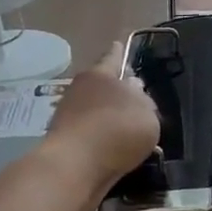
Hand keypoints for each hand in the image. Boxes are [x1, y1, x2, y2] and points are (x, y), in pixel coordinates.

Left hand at [45, 41, 159, 189]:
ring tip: (131, 131)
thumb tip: (133, 91)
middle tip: (134, 98)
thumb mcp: (147, 113)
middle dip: (117, 91)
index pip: (113, 58)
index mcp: (101, 76)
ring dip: (110, 118)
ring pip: (95, 111)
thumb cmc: (117, 130)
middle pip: (102, 86)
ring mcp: (69, 116)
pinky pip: (91, 135)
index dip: (119, 52)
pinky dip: (103, 140)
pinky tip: (118, 152)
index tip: (118, 44)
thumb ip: (144, 101)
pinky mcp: (65, 141)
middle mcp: (81, 91)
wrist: (75, 166)